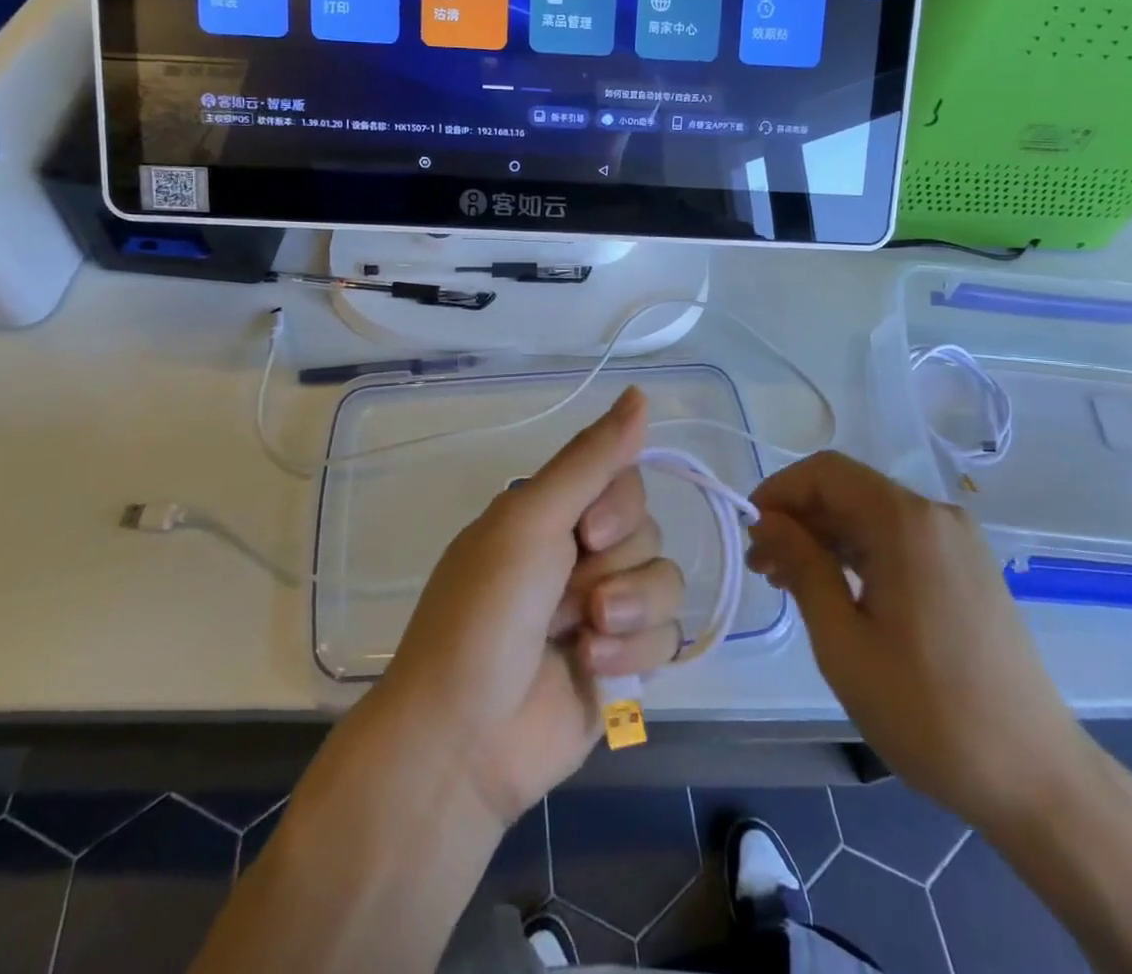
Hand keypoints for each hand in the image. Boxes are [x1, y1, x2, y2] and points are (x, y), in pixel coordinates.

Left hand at [374, 387, 686, 827]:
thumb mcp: (532, 521)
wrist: (464, 738)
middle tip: (568, 596)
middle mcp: (580, 553)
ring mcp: (605, 608)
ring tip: (582, 637)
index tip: (585, 532)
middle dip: (614, 565)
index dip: (618, 505)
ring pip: (664, 580)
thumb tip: (641, 393)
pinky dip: (632, 650)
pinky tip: (592, 667)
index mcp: (552, 514)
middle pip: (647, 529)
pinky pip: (667, 634)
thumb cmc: (485, 614)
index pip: (624, 478)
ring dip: (627, 610)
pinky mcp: (625, 660)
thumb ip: (592, 459)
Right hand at [747, 451, 1090, 832]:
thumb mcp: (843, 642)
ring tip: (789, 584)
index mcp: (906, 522)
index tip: (750, 533)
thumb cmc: (928, 711)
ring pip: (873, 516)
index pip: (826, 472)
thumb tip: (767, 521)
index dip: (779, 491)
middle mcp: (936, 516)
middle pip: (849, 491)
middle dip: (798, 518)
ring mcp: (958, 542)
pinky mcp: (968, 569)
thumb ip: (802, 567)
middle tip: (761, 568)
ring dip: (826, 538)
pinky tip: (836, 592)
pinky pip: (900, 540)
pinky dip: (860, 554)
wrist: (1037, 778)